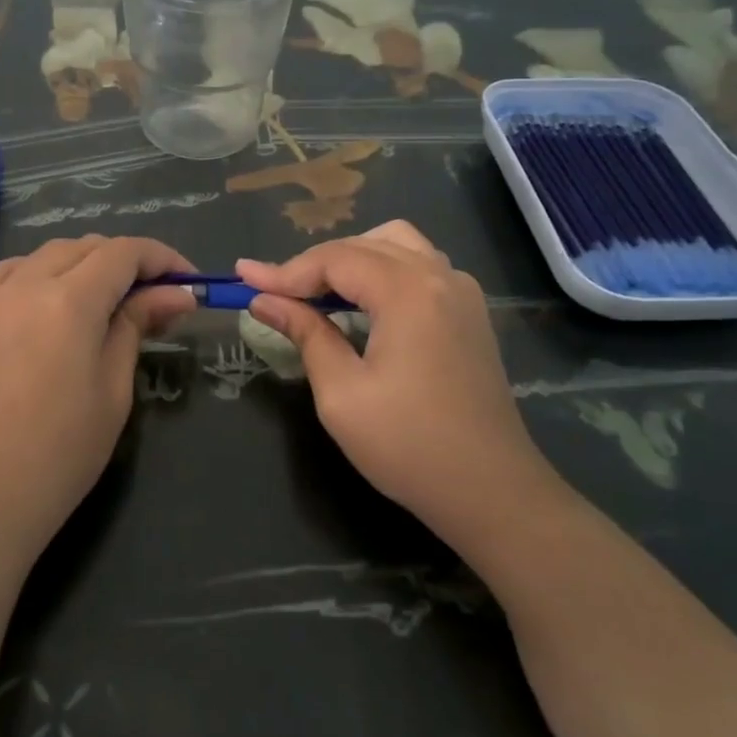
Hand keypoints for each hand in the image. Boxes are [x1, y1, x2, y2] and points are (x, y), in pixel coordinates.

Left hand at [0, 235, 196, 562]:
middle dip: (130, 262)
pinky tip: (56, 297)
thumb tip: (177, 294)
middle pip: (88, 246)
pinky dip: (45, 270)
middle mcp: (28, 282)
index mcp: (69, 299)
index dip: (164, 260)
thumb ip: (138, 327)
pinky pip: (14, 271)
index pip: (125, 253)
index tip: (191, 284)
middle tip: (160, 300)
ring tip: (114, 299)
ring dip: (89, 262)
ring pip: (51, 253)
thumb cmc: (58, 455)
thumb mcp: (113, 390)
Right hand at [238, 221, 562, 556]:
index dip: (284, 270)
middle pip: (363, 244)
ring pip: (396, 245)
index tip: (243, 280)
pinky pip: (420, 266)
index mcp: (408, 291)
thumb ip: (305, 334)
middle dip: (314, 263)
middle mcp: (439, 276)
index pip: (334, 260)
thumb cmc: (409, 447)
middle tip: (275, 291)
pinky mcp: (470, 312)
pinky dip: (383, 270)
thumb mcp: (341, 394)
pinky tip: (364, 303)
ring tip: (318, 292)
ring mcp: (462, 291)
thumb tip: (264, 301)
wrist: (493, 492)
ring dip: (352, 259)